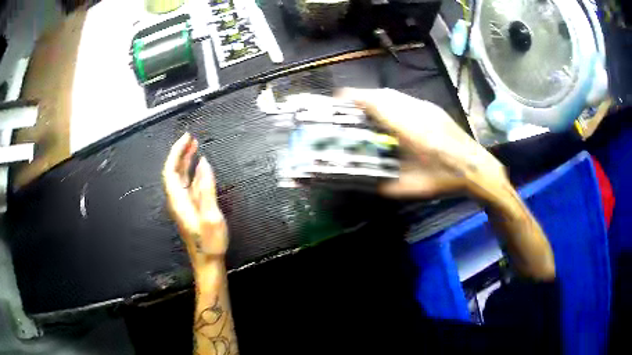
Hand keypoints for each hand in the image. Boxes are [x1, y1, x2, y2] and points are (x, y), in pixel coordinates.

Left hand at [162, 133, 227, 268]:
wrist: (207, 262)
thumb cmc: (209, 242)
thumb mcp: (210, 215)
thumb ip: (206, 188)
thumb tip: (204, 163)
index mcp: (178, 201)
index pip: (170, 171)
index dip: (176, 152)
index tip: (186, 138)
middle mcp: (178, 200)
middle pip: (174, 172)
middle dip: (180, 153)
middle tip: (191, 138)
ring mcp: (184, 204)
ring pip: (181, 177)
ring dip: (186, 161)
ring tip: (195, 147)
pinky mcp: (190, 208)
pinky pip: (189, 185)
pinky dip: (193, 173)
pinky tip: (200, 168)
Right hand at [338, 88, 507, 199]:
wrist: (476, 168)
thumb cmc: (444, 178)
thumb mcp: (410, 187)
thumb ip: (383, 184)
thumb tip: (365, 181)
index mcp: (408, 128)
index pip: (376, 103)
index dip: (354, 98)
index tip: (338, 99)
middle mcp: (416, 110)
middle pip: (383, 94)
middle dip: (362, 97)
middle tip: (349, 108)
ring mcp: (426, 107)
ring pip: (395, 95)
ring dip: (377, 99)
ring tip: (367, 111)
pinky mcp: (433, 108)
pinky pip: (405, 99)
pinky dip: (391, 103)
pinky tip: (391, 116)